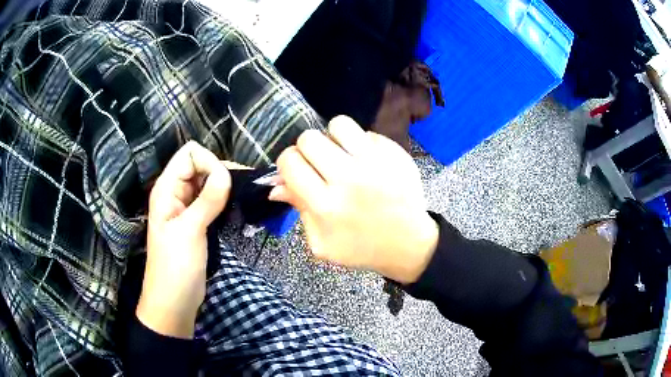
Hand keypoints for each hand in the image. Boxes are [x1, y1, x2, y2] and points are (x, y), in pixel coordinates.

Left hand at [137, 141, 230, 338]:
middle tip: (243, 189)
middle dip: (221, 172)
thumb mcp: (190, 232)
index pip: (190, 154)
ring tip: (245, 198)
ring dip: (226, 186)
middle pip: (200, 164)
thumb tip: (227, 172)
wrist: (174, 302)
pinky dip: (225, 200)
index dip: (209, 162)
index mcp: (167, 189)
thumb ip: (207, 200)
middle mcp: (175, 193)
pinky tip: (237, 208)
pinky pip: (212, 200)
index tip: (225, 184)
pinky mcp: (197, 222)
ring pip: (208, 182)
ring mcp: (186, 207)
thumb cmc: (175, 268)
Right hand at [270, 116, 438, 283]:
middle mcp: (349, 179)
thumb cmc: (362, 248)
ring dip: (334, 138)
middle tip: (318, 163)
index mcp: (326, 205)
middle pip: (310, 138)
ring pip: (340, 124)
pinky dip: (361, 143)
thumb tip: (275, 185)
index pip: (290, 161)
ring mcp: (376, 163)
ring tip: (341, 154)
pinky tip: (366, 161)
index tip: (296, 170)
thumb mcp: (322, 243)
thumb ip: (298, 209)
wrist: (408, 245)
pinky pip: (368, 133)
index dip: (287, 163)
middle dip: (307, 149)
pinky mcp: (396, 155)